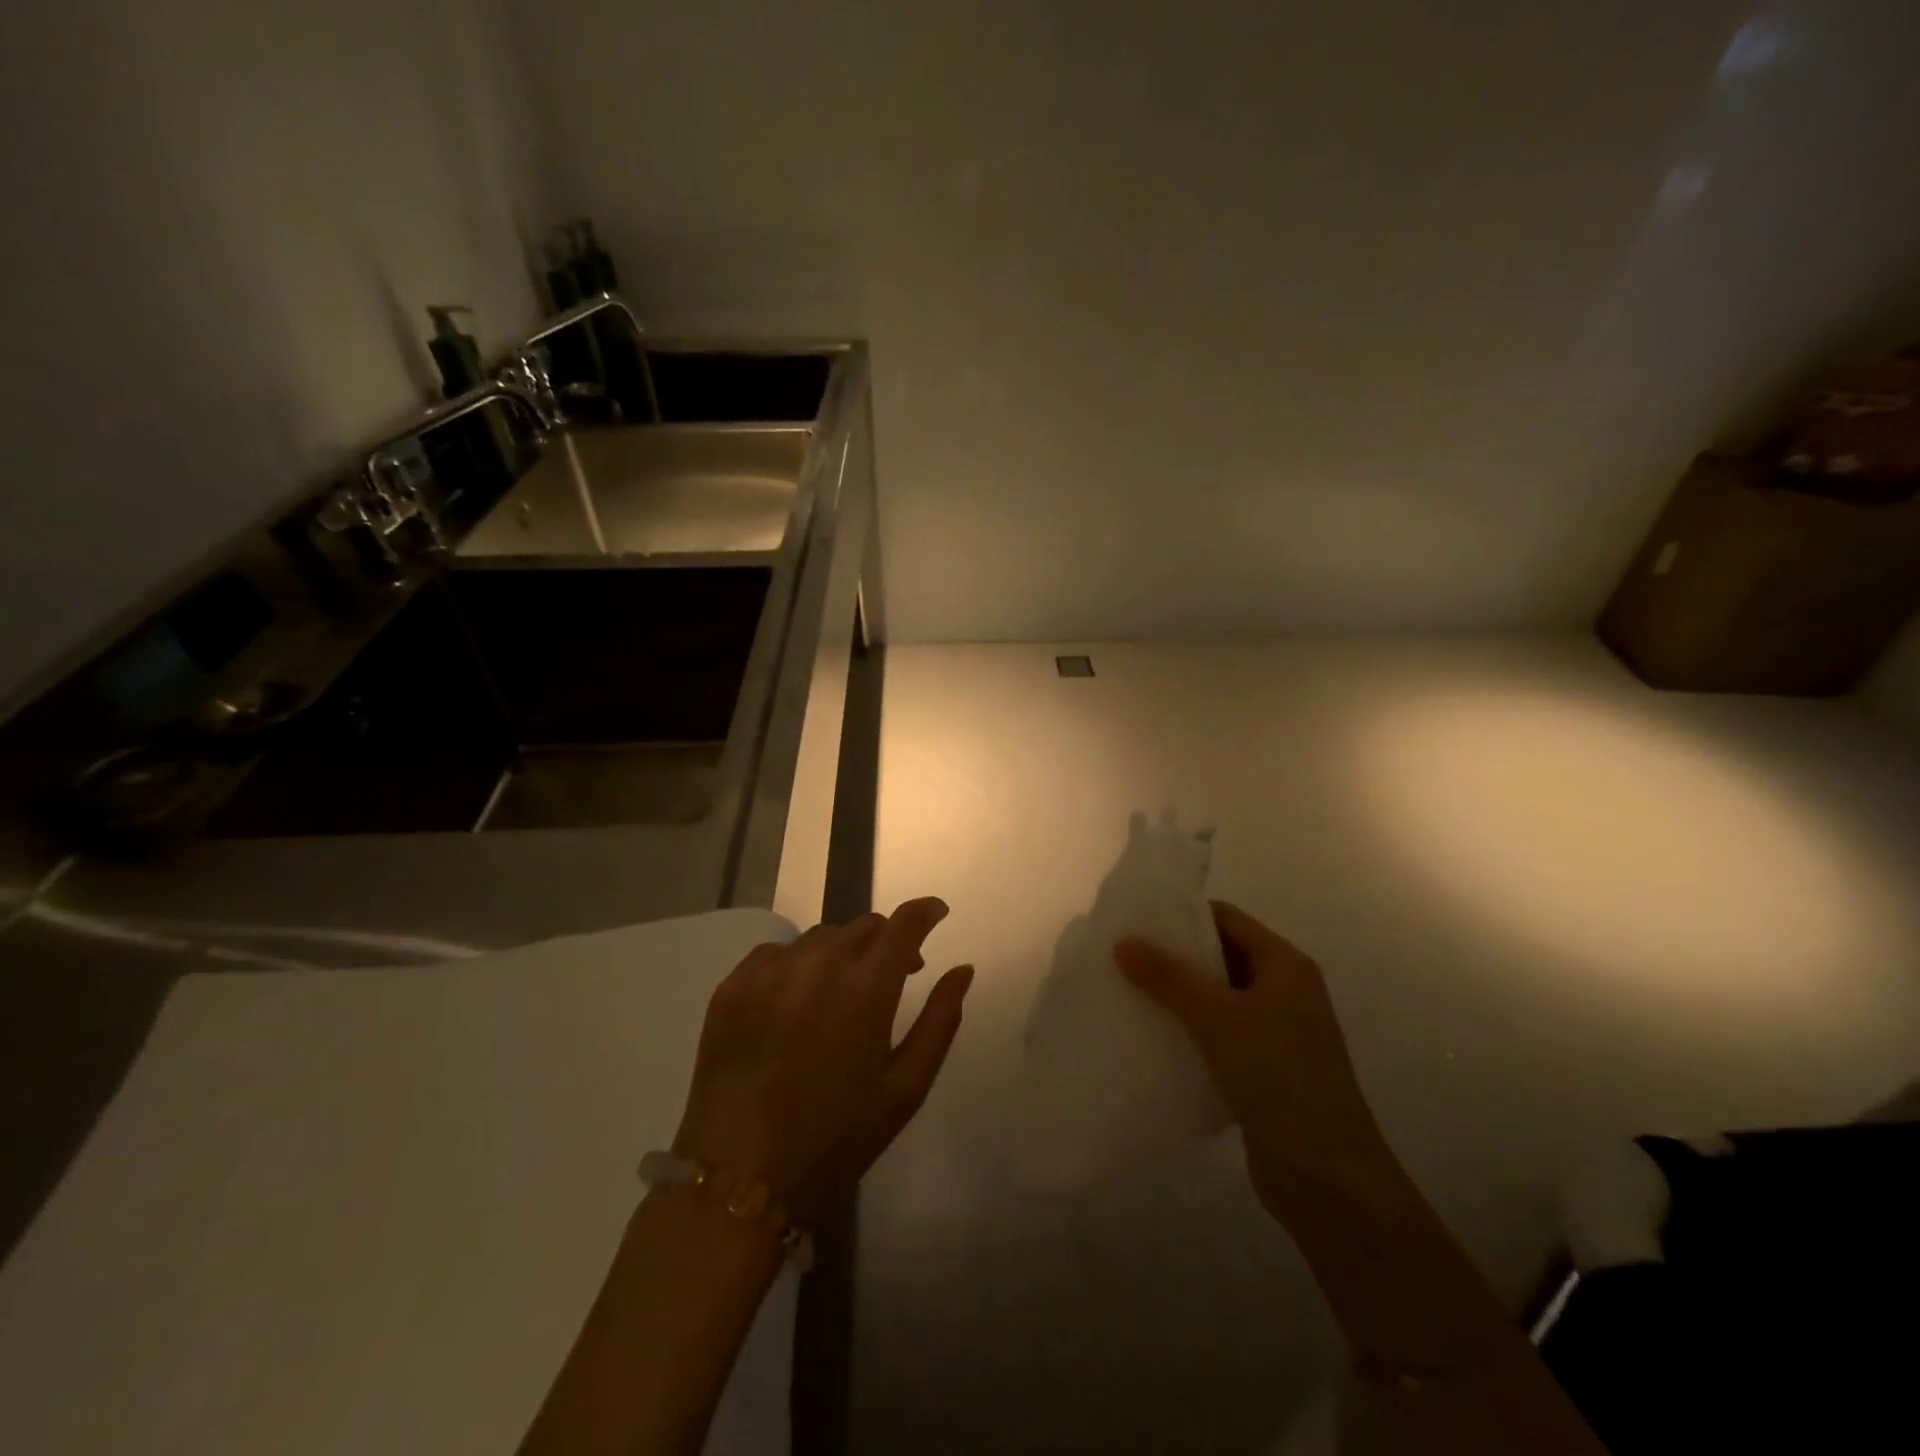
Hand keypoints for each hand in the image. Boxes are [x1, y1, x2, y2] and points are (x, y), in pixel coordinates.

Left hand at [672, 898, 972, 1223]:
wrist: (740, 1179)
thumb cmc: (836, 1138)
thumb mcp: (905, 1087)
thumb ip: (940, 1019)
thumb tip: (963, 970)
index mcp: (866, 986)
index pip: (904, 924)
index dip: (925, 911)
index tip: (936, 913)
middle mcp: (818, 962)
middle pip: (863, 927)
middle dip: (886, 941)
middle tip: (893, 975)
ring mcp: (770, 970)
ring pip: (820, 938)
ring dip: (842, 954)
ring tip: (841, 994)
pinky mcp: (732, 985)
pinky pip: (776, 953)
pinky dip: (797, 965)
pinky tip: (795, 1002)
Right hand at [1115, 902, 1391, 1217]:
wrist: (1329, 1181)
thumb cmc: (1280, 1079)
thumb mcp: (1220, 1019)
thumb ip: (1170, 978)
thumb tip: (1123, 941)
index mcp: (1286, 966)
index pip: (1228, 919)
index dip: (1184, 915)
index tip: (1136, 920)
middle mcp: (1284, 992)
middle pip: (1221, 957)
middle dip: (1175, 957)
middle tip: (1123, 956)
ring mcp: (1276, 1034)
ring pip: (1217, 999)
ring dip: (1178, 997)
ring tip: (1127, 992)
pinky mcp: (1263, 1071)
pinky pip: (1218, 1036)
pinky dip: (1188, 1032)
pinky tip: (1152, 1037)